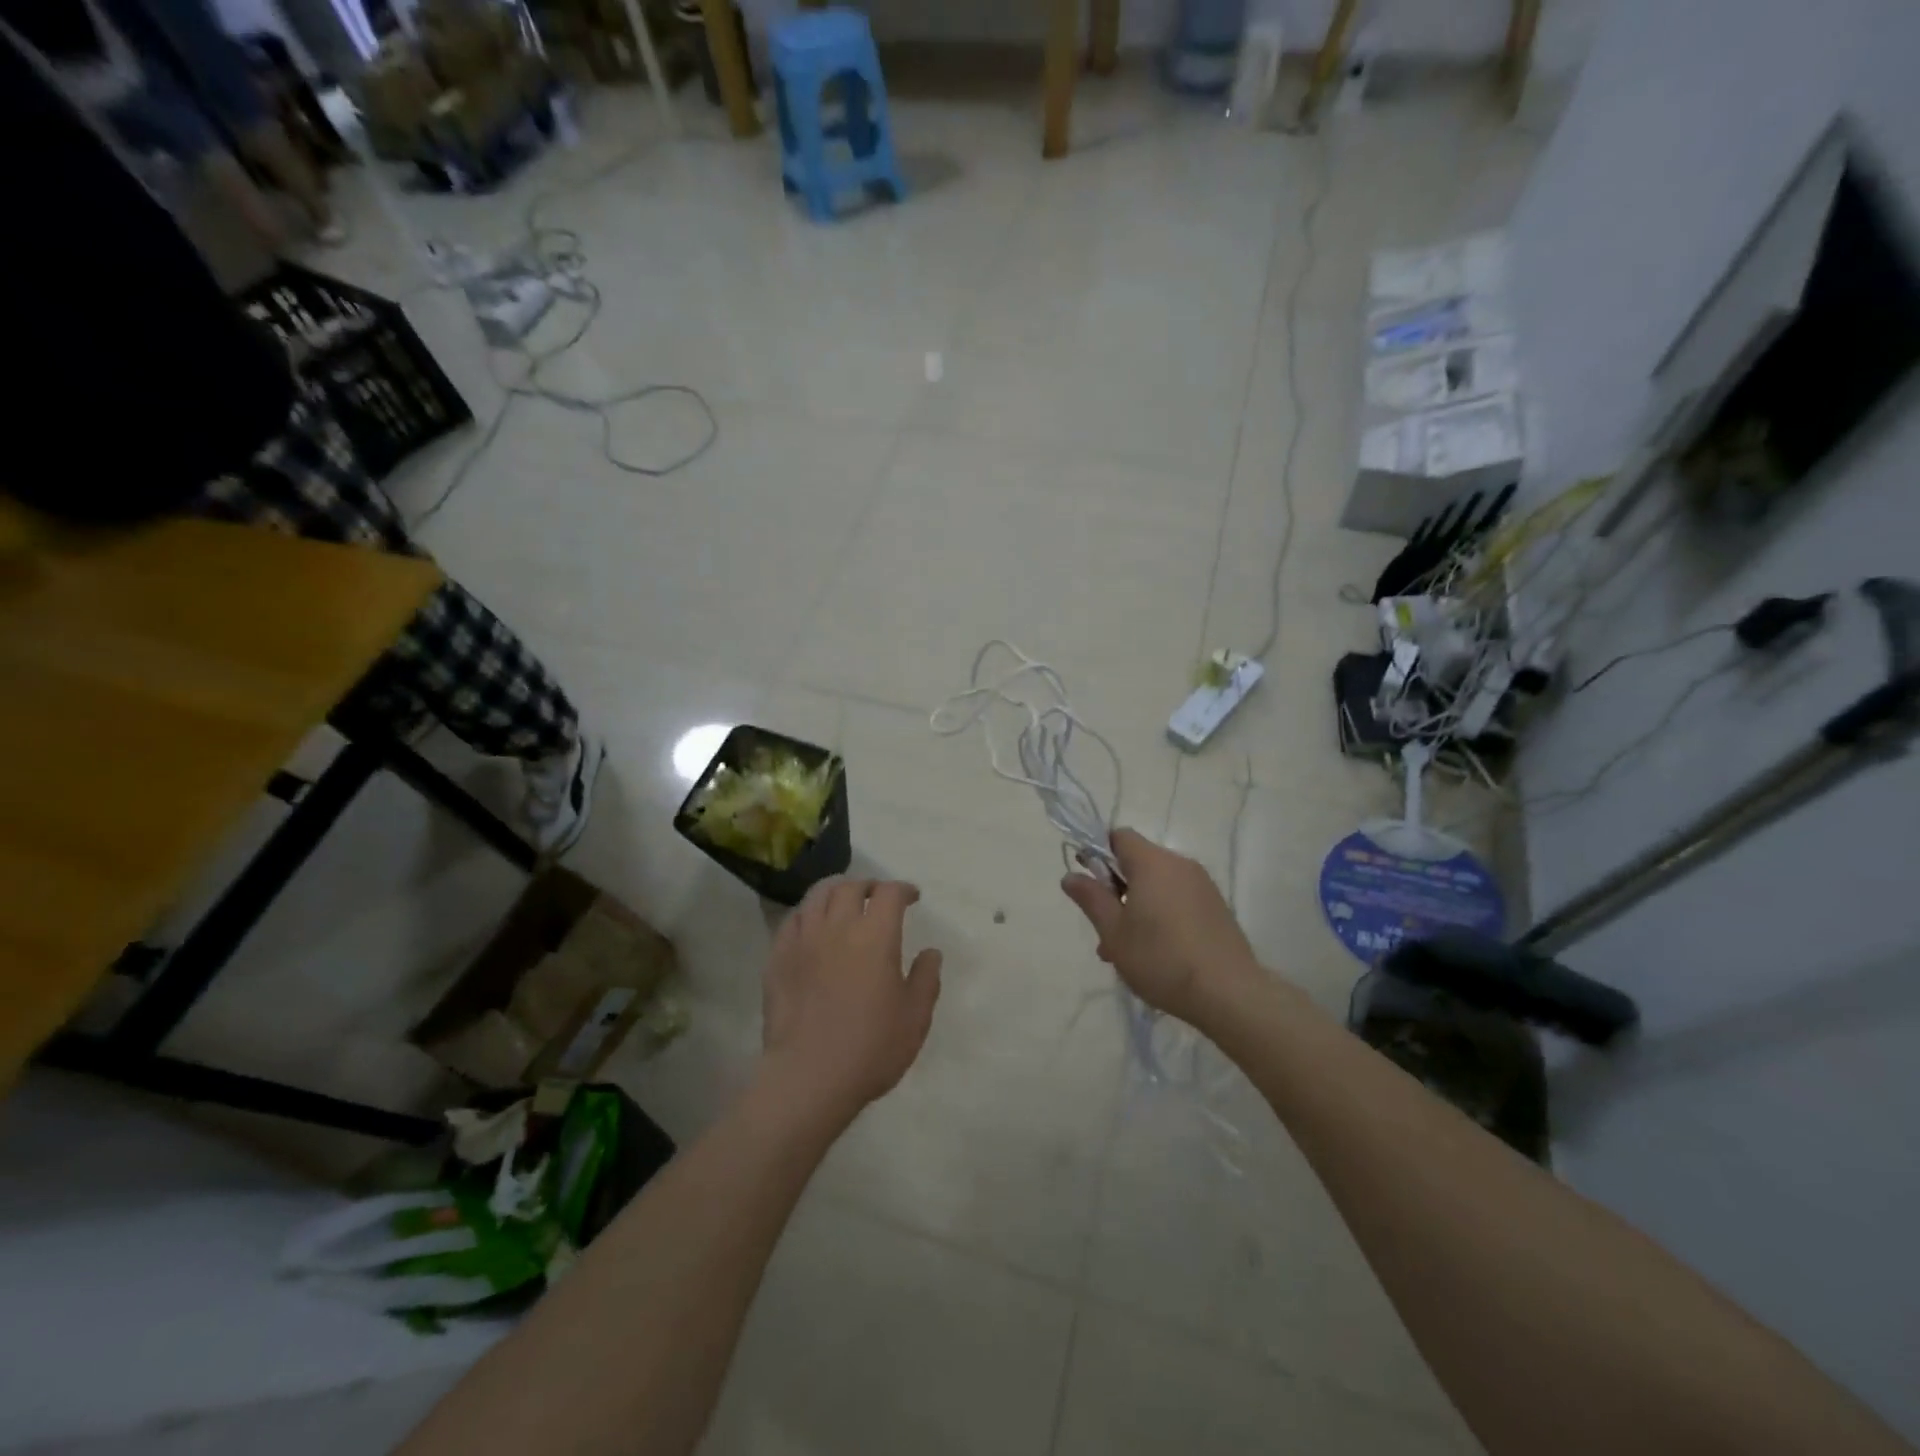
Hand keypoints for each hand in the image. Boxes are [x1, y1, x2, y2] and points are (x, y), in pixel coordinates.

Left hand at [760, 877, 942, 1123]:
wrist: (808, 1077)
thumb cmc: (870, 1048)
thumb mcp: (915, 1018)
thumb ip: (926, 979)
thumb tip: (931, 952)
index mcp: (876, 936)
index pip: (890, 893)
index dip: (903, 889)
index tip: (912, 898)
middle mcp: (837, 926)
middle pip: (850, 887)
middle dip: (869, 885)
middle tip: (877, 897)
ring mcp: (803, 940)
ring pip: (817, 896)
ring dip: (835, 891)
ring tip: (843, 902)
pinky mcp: (777, 958)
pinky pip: (792, 921)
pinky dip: (807, 914)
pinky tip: (812, 926)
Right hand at [1060, 828, 1265, 1025]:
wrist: (1230, 993)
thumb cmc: (1161, 958)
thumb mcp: (1114, 932)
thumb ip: (1091, 899)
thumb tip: (1071, 875)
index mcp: (1152, 863)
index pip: (1119, 837)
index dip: (1098, 853)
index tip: (1089, 883)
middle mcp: (1179, 865)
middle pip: (1138, 862)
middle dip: (1116, 890)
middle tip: (1104, 929)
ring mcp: (1202, 886)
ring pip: (1157, 885)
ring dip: (1136, 907)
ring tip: (1125, 951)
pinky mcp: (1216, 907)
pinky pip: (1178, 899)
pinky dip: (1161, 915)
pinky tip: (1156, 953)